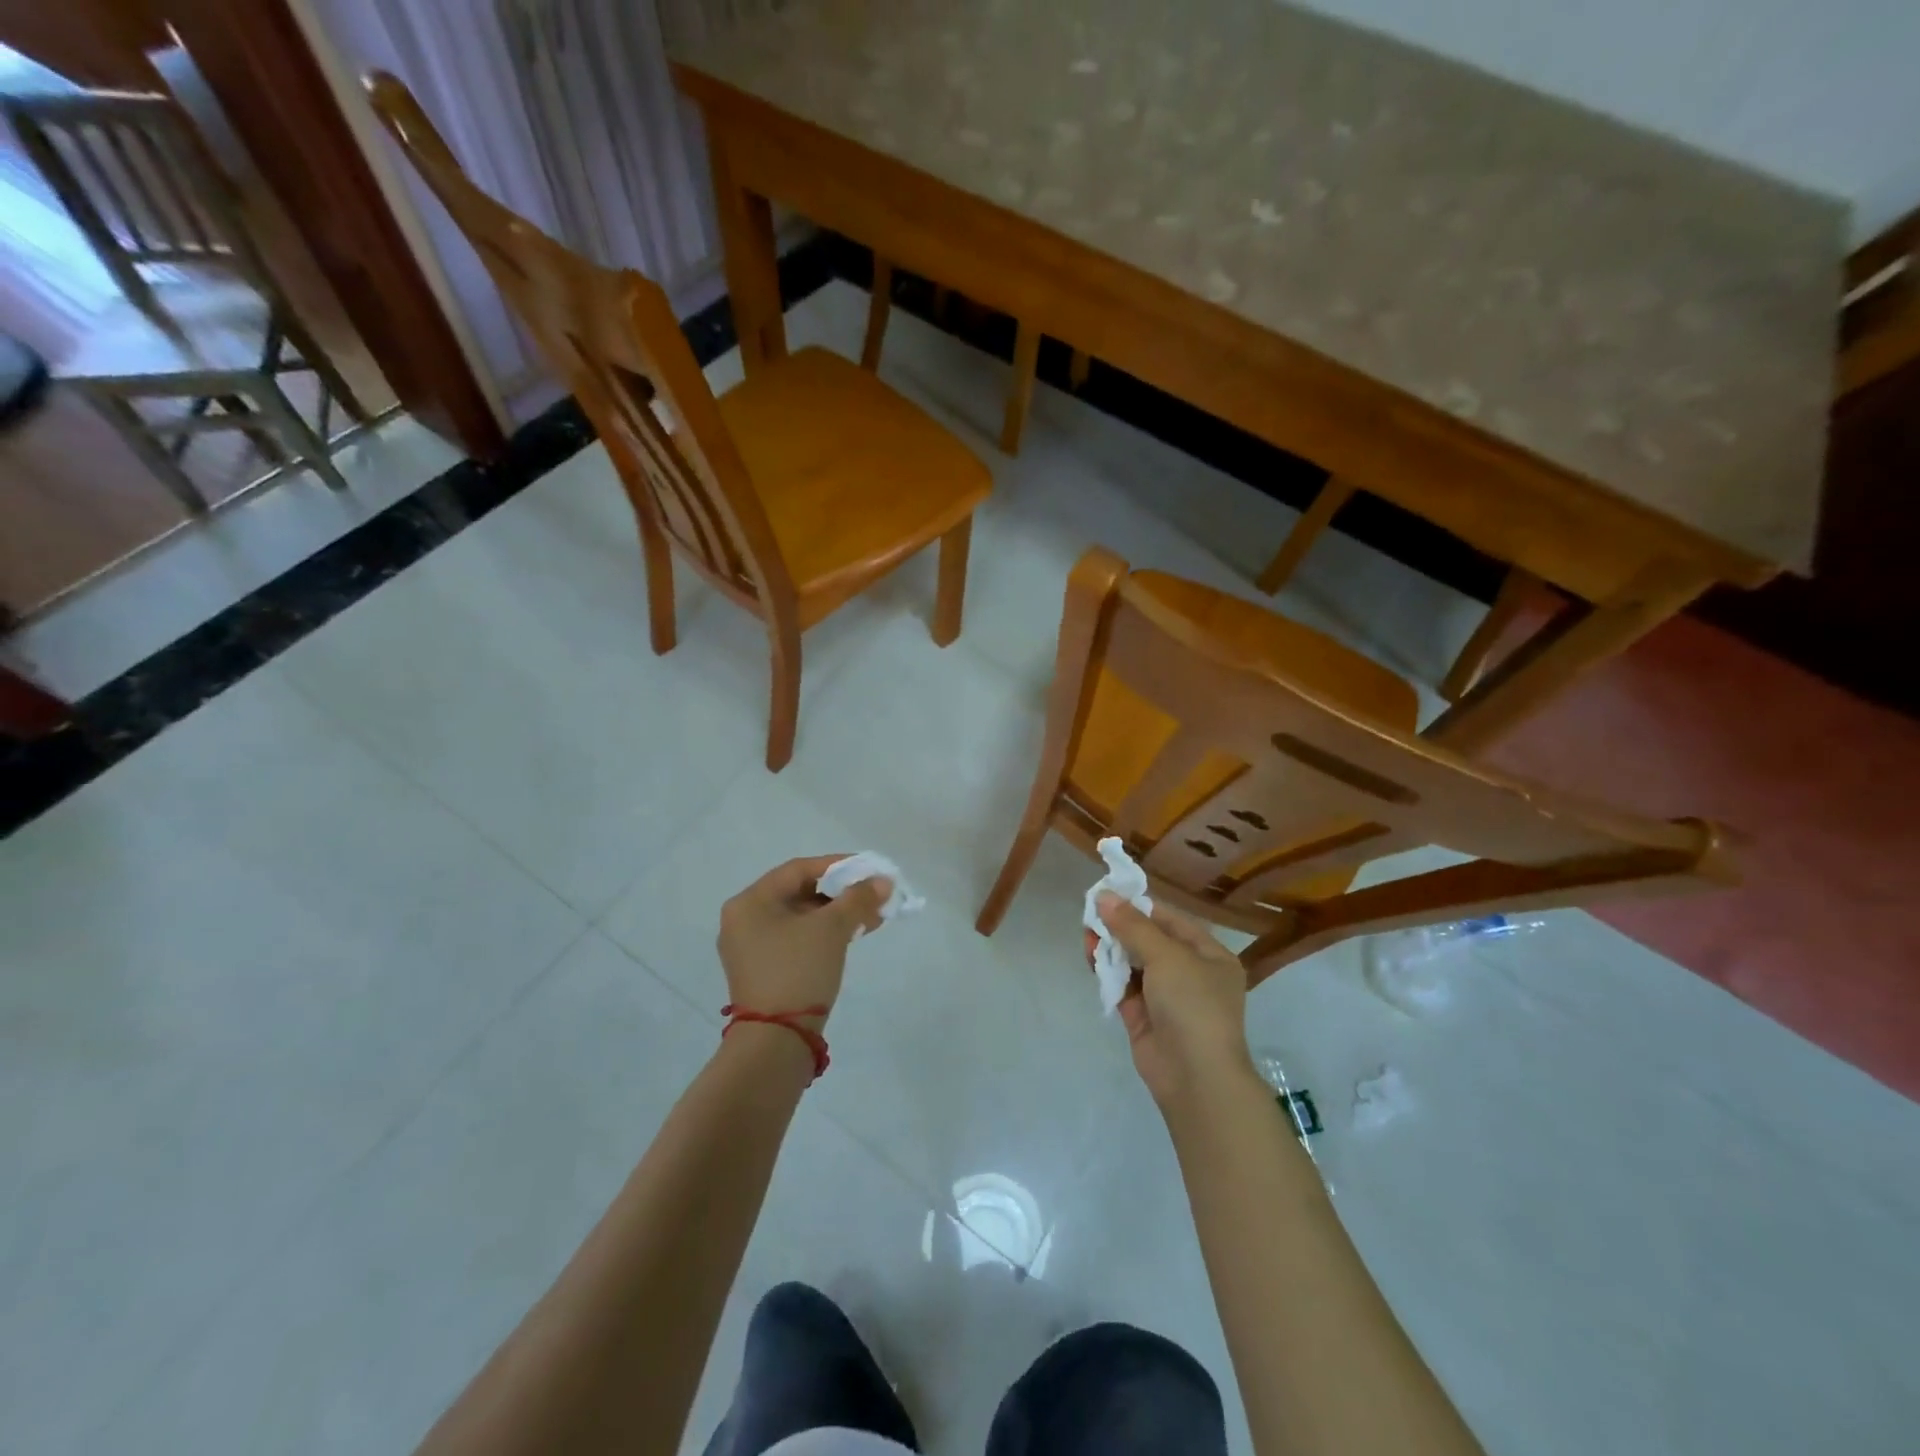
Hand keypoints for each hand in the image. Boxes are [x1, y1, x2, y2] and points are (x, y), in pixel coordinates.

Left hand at [717, 856, 890, 1028]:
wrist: (776, 1041)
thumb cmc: (799, 971)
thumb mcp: (832, 929)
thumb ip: (858, 899)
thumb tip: (883, 881)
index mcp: (750, 902)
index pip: (798, 869)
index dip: (837, 865)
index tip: (868, 870)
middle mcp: (743, 920)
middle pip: (798, 893)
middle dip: (840, 893)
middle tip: (872, 894)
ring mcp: (750, 948)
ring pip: (800, 918)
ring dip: (836, 914)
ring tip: (870, 916)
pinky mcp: (762, 971)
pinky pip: (796, 939)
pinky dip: (823, 934)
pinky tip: (852, 935)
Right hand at [1096, 893, 1255, 1108]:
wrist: (1196, 1078)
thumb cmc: (1193, 1005)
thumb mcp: (1167, 956)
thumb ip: (1133, 926)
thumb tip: (1103, 896)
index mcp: (1209, 956)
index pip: (1171, 921)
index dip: (1140, 907)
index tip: (1109, 894)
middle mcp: (1190, 974)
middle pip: (1150, 941)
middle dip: (1121, 927)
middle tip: (1091, 914)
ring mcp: (1166, 998)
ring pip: (1133, 964)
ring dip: (1111, 949)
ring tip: (1087, 935)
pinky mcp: (1144, 1017)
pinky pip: (1123, 987)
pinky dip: (1108, 973)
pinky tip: (1090, 958)